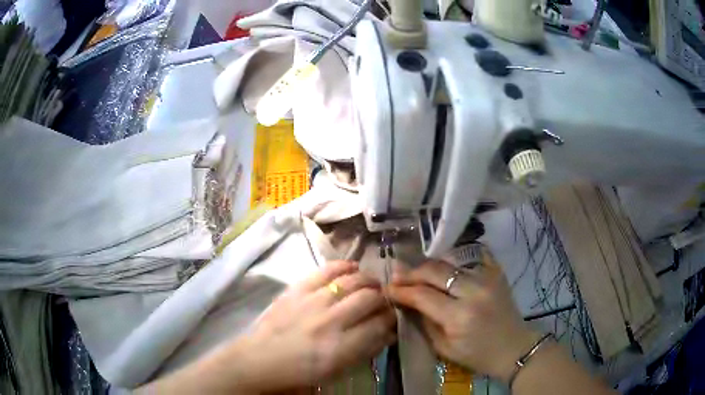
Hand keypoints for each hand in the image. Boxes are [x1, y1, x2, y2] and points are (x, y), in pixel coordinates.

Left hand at [215, 260, 395, 392]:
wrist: (260, 359)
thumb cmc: (299, 372)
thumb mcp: (336, 370)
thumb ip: (365, 351)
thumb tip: (387, 333)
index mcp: (341, 347)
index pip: (379, 325)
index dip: (391, 319)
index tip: (393, 318)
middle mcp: (331, 321)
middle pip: (370, 299)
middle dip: (383, 299)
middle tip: (383, 302)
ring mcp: (313, 301)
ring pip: (353, 281)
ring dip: (368, 281)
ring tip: (372, 285)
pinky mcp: (298, 289)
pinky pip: (326, 270)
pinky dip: (343, 266)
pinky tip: (353, 267)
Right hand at [388, 250, 538, 381]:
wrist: (514, 347)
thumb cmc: (477, 355)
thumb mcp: (444, 348)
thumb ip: (425, 324)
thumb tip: (408, 303)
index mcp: (459, 316)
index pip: (423, 295)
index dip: (402, 290)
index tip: (387, 288)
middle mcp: (473, 292)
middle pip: (435, 272)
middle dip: (412, 272)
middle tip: (397, 274)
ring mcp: (487, 279)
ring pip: (450, 263)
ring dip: (430, 266)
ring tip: (415, 270)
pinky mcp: (496, 274)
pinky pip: (473, 257)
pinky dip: (455, 259)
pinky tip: (444, 263)